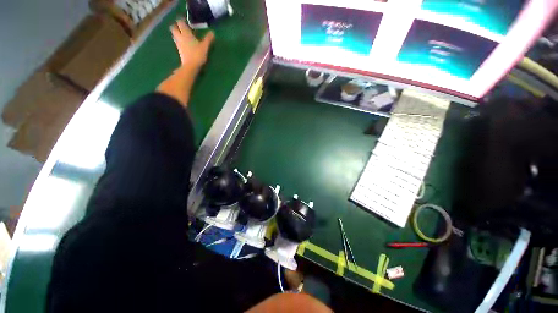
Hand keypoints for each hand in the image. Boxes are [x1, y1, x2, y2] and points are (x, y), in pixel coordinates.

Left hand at [170, 19, 214, 68]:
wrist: (191, 66)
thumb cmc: (197, 55)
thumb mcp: (205, 47)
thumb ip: (208, 39)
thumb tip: (212, 32)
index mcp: (185, 33)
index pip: (180, 22)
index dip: (182, 20)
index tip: (185, 20)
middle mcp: (180, 37)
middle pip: (174, 28)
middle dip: (176, 26)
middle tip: (182, 27)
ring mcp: (178, 44)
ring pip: (174, 35)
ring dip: (177, 33)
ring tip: (182, 34)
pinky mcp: (179, 50)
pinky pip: (177, 42)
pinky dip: (179, 40)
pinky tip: (184, 43)